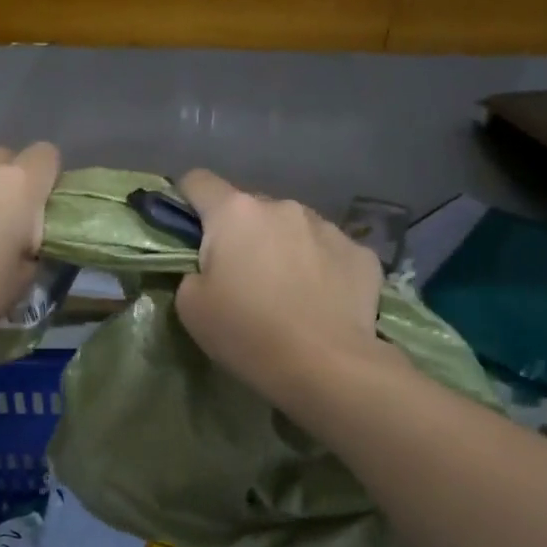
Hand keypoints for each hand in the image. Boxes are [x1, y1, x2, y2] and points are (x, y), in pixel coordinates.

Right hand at [174, 169, 385, 405]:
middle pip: (249, 208)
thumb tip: (208, 265)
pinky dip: (319, 267)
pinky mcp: (360, 252)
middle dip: (239, 232)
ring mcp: (327, 226)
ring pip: (291, 227)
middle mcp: (282, 206)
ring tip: (285, 290)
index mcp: (235, 213)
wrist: (326, 365)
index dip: (186, 200)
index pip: (198, 181)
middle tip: (239, 276)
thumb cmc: (247, 332)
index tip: (187, 230)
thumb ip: (191, 270)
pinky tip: (320, 300)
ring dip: (281, 247)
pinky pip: (328, 250)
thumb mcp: (191, 306)